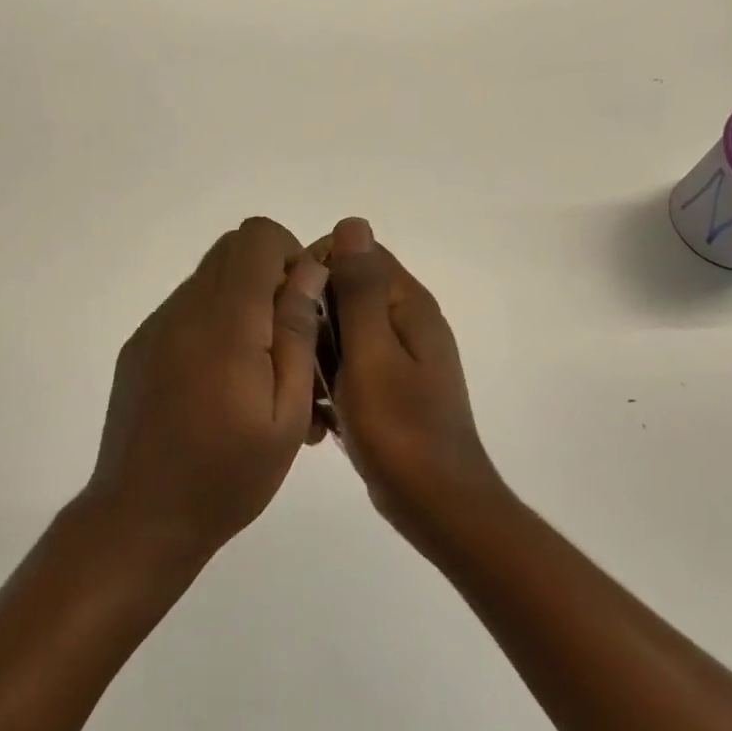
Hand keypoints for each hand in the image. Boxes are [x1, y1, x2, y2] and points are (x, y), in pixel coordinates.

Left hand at [86, 217, 328, 562]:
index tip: (304, 302)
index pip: (256, 237)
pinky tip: (223, 382)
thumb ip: (296, 332)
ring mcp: (156, 325)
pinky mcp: (140, 345)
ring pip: (210, 279)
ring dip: (243, 302)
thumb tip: (309, 270)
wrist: (141, 517)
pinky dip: (215, 323)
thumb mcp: (284, 414)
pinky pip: (187, 309)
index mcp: (225, 322)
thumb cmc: (227, 475)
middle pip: (231, 249)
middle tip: (289, 336)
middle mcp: (184, 309)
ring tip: (260, 370)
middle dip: (270, 275)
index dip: (289, 254)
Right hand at [321, 217, 504, 546]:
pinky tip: (320, 414)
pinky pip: (351, 363)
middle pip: (348, 289)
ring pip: (344, 329)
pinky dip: (331, 380)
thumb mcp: (370, 353)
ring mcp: (401, 356)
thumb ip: (359, 288)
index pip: (356, 251)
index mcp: (408, 304)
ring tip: (307, 391)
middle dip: (315, 315)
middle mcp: (408, 321)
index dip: (318, 268)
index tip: (293, 306)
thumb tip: (353, 223)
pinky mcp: (391, 386)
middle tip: (296, 355)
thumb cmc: (399, 429)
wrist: (438, 507)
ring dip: (319, 352)